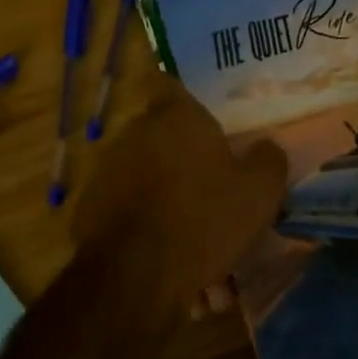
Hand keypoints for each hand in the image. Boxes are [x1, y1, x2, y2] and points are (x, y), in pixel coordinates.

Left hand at [71, 75, 288, 318]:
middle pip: (160, 130)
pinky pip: (123, 200)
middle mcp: (136, 130)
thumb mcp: (257, 195)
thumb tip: (267, 147)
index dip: (187, 98)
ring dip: (161, 185)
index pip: (172, 84)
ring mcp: (108, 165)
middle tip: (207, 180)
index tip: (205, 118)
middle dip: (181, 151)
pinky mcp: (90, 202)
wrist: (132, 274)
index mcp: (177, 116)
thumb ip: (268, 161)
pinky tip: (159, 246)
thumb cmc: (201, 221)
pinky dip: (140, 215)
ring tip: (186, 223)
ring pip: (142, 167)